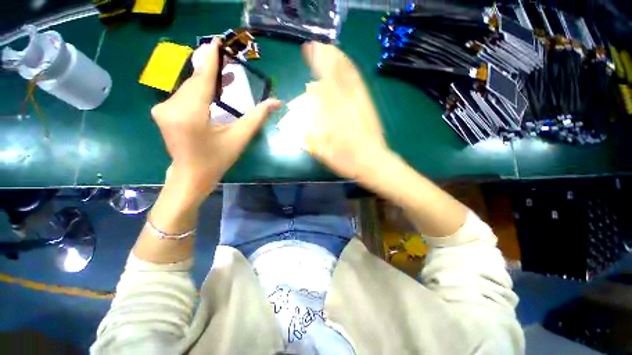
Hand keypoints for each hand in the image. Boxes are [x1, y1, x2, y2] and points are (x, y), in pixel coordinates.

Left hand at [151, 39, 281, 198]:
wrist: (191, 176)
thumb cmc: (217, 160)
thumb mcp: (240, 138)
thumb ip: (257, 117)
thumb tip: (277, 102)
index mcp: (190, 114)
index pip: (202, 79)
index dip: (210, 59)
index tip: (216, 41)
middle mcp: (171, 106)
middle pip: (195, 83)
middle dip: (211, 72)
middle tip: (228, 61)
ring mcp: (162, 109)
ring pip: (189, 88)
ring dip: (206, 82)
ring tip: (224, 77)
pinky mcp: (161, 112)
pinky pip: (183, 96)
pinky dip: (197, 91)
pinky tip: (209, 92)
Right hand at [301, 42, 387, 179]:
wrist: (373, 162)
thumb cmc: (348, 160)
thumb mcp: (326, 151)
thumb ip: (314, 132)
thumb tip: (304, 120)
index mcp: (336, 115)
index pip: (325, 83)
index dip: (317, 65)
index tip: (309, 52)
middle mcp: (348, 104)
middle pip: (338, 74)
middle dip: (327, 57)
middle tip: (318, 46)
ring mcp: (361, 103)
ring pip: (350, 76)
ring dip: (340, 60)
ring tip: (331, 50)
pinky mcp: (368, 106)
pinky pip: (359, 84)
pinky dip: (352, 72)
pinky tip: (348, 67)